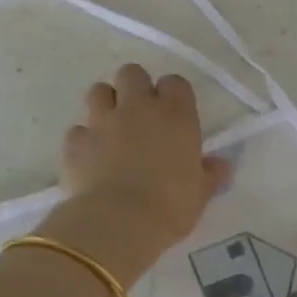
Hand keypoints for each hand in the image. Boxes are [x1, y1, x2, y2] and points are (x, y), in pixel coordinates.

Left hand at [47, 64, 229, 282]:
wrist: (118, 223)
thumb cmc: (171, 206)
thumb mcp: (200, 194)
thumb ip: (210, 174)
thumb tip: (220, 164)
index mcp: (175, 115)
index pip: (174, 82)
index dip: (172, 95)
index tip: (174, 114)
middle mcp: (137, 108)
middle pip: (131, 73)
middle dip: (134, 88)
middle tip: (140, 114)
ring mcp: (102, 121)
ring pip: (99, 91)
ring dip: (106, 104)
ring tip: (112, 129)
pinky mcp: (76, 142)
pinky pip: (78, 130)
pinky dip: (84, 140)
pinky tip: (91, 158)